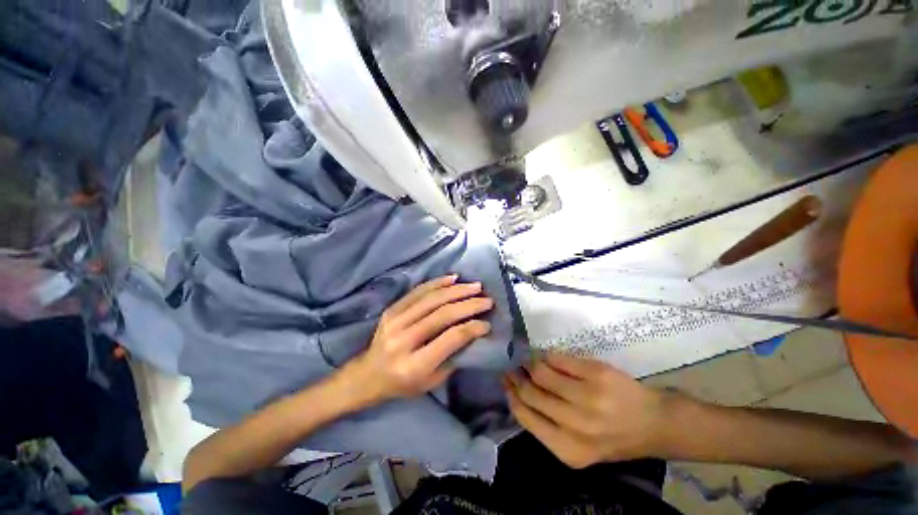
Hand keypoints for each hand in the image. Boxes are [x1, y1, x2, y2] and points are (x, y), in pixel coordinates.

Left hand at [343, 275, 492, 405]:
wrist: (368, 375)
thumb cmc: (403, 383)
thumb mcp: (432, 381)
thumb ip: (453, 357)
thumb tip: (473, 331)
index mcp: (414, 364)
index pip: (450, 338)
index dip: (472, 327)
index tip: (487, 323)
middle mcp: (403, 339)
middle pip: (442, 314)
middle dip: (469, 305)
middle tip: (487, 299)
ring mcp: (394, 321)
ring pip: (431, 299)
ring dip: (457, 290)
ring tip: (475, 286)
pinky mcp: (391, 309)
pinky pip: (418, 291)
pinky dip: (437, 282)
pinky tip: (453, 278)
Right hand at [503, 353, 668, 468]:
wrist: (653, 423)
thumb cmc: (613, 437)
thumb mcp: (578, 446)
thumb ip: (547, 425)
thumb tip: (518, 392)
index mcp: (568, 449)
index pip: (525, 416)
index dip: (511, 395)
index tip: (506, 382)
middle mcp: (576, 425)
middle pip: (530, 392)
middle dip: (517, 377)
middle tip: (513, 367)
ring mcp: (587, 397)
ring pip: (541, 372)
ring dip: (530, 363)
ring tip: (528, 360)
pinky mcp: (596, 373)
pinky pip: (558, 359)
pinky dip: (548, 356)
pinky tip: (547, 357)